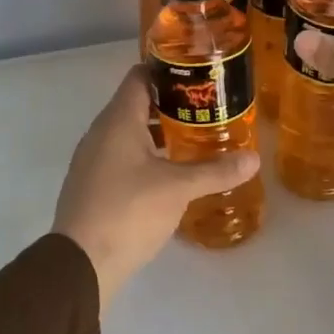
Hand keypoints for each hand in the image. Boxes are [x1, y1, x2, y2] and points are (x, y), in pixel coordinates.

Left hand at [54, 66, 261, 310]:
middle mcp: (100, 132)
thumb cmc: (128, 211)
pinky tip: (169, 174)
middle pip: (136, 104)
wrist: (80, 263)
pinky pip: (121, 157)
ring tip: (195, 140)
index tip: (198, 76)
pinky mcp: (92, 184)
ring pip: (129, 133)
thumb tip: (253, 159)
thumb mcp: (178, 189)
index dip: (167, 70)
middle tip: (207, 109)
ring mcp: (93, 159)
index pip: (140, 76)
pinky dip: (145, 156)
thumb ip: (215, 170)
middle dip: (171, 104)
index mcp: (118, 120)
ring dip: (159, 133)